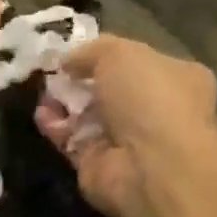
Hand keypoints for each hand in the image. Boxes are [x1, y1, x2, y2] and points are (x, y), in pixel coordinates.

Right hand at [35, 37, 216, 216]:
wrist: (149, 165)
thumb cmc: (148, 98)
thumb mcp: (119, 53)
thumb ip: (91, 51)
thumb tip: (67, 61)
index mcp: (176, 78)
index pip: (137, 62)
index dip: (104, 55)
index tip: (73, 52)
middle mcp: (154, 110)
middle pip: (107, 90)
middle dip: (78, 81)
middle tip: (52, 72)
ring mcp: (126, 140)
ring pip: (86, 115)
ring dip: (62, 103)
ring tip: (41, 91)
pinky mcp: (97, 163)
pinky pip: (70, 139)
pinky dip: (54, 126)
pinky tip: (41, 114)